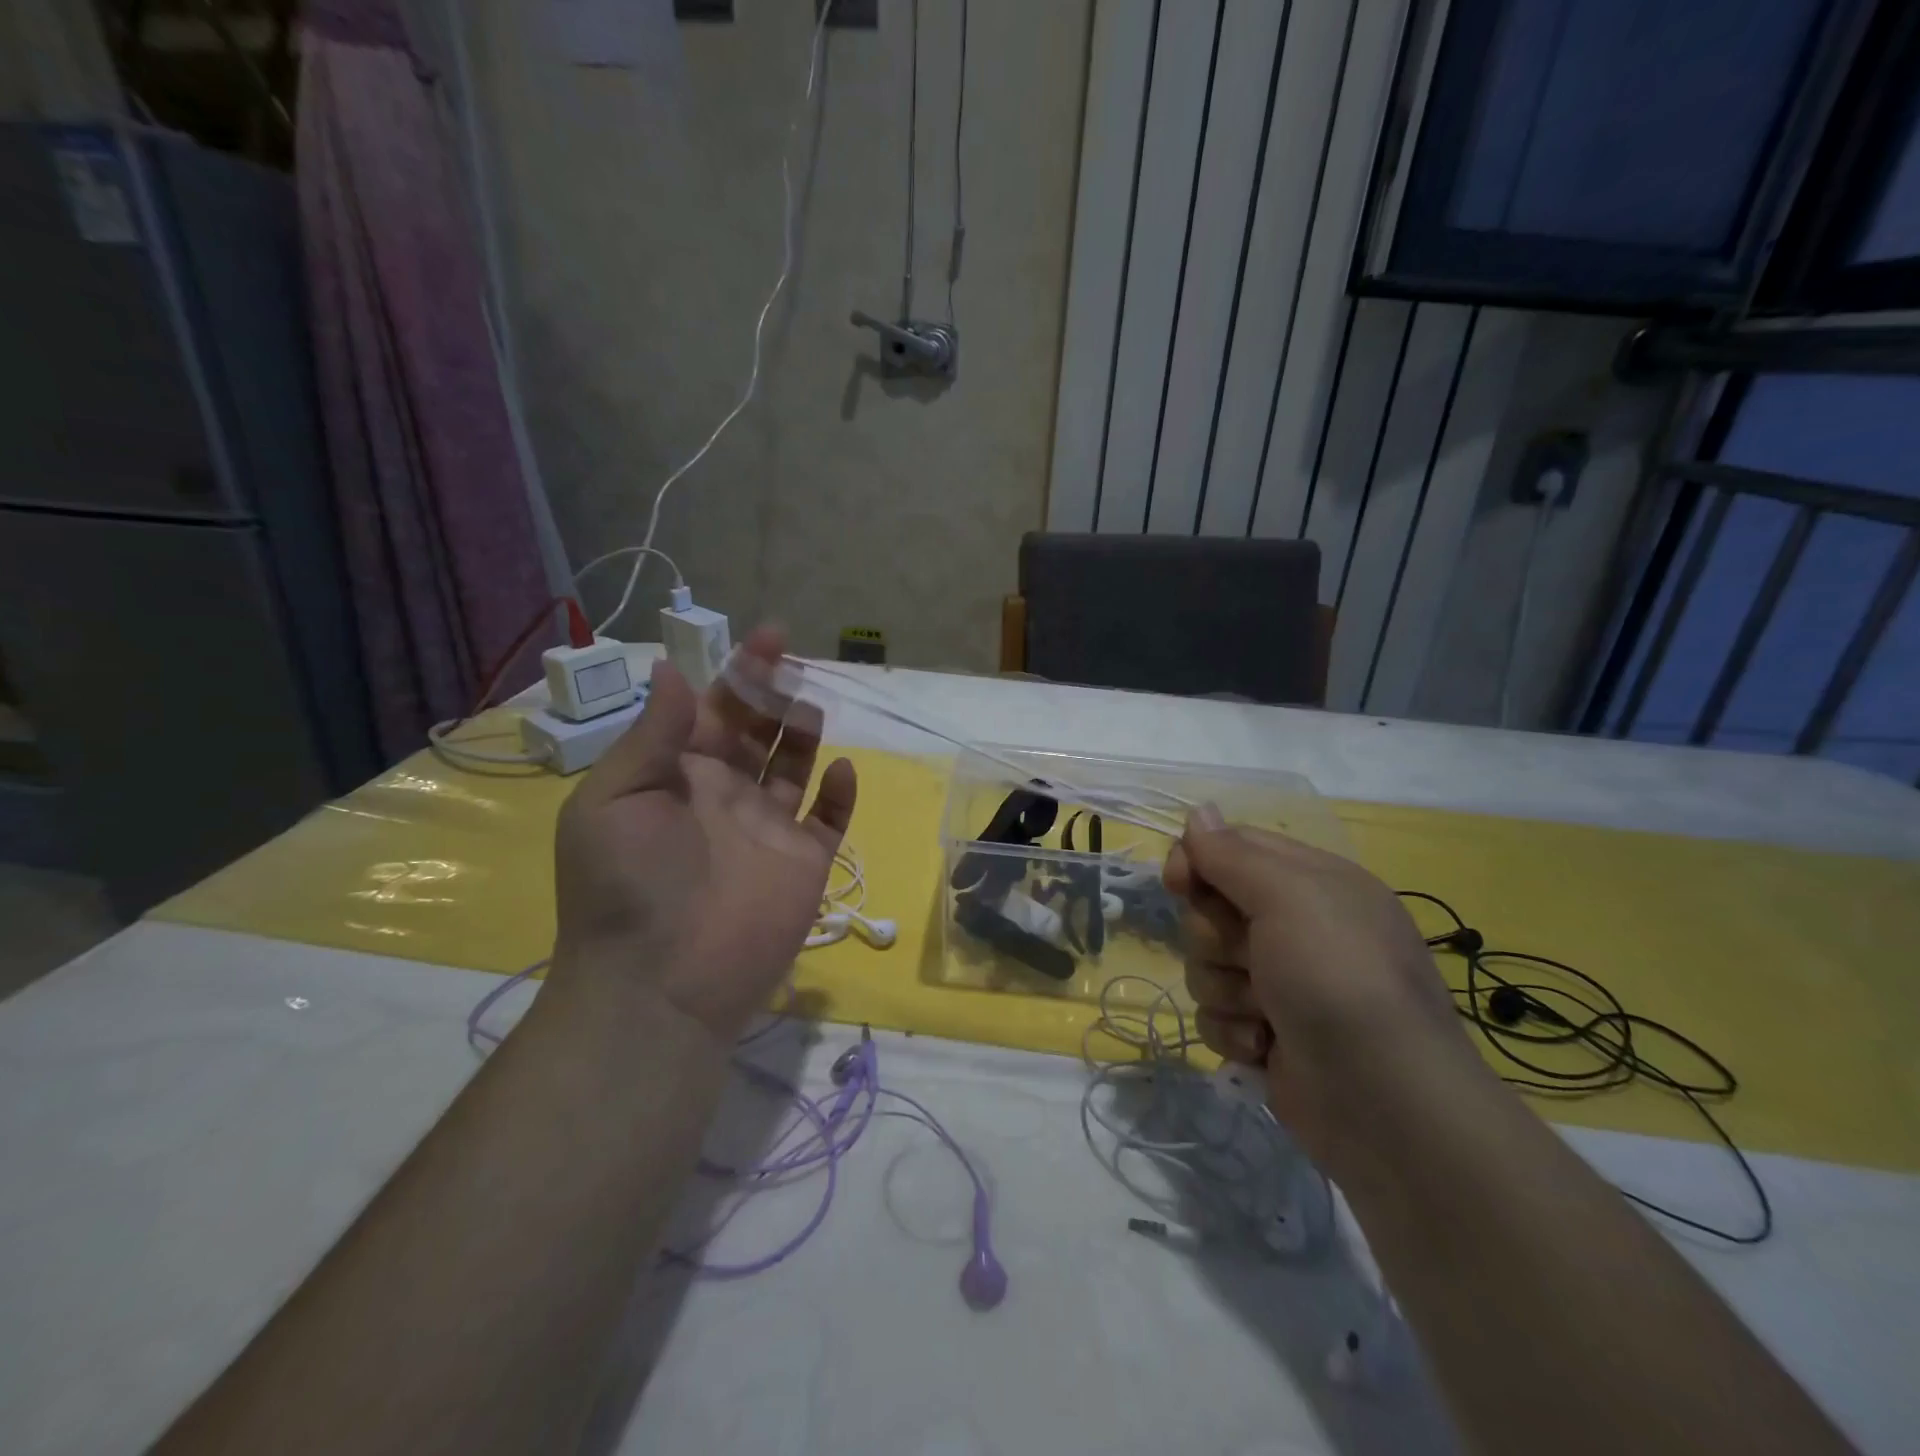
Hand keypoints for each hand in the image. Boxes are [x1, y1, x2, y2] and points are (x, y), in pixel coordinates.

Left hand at [546, 625, 855, 1045]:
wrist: (661, 983)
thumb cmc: (629, 885)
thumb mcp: (615, 801)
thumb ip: (653, 736)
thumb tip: (675, 671)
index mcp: (679, 777)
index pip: (714, 712)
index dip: (740, 674)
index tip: (768, 638)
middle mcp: (726, 795)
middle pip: (758, 731)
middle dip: (774, 693)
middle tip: (795, 660)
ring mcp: (769, 829)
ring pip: (795, 767)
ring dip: (805, 733)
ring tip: (813, 705)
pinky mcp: (805, 861)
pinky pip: (830, 819)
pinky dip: (841, 794)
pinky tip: (845, 770)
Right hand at [1164, 810, 1484, 1179]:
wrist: (1384, 1102)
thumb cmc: (1338, 977)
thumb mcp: (1289, 896)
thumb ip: (1233, 853)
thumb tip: (1198, 811)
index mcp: (1311, 883)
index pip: (1232, 848)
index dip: (1197, 861)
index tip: (1179, 882)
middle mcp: (1295, 927)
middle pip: (1209, 909)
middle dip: (1215, 936)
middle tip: (1250, 955)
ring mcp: (1279, 983)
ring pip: (1205, 965)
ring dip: (1226, 989)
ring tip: (1266, 1012)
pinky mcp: (1265, 1033)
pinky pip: (1214, 1014)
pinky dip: (1234, 1031)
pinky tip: (1266, 1047)